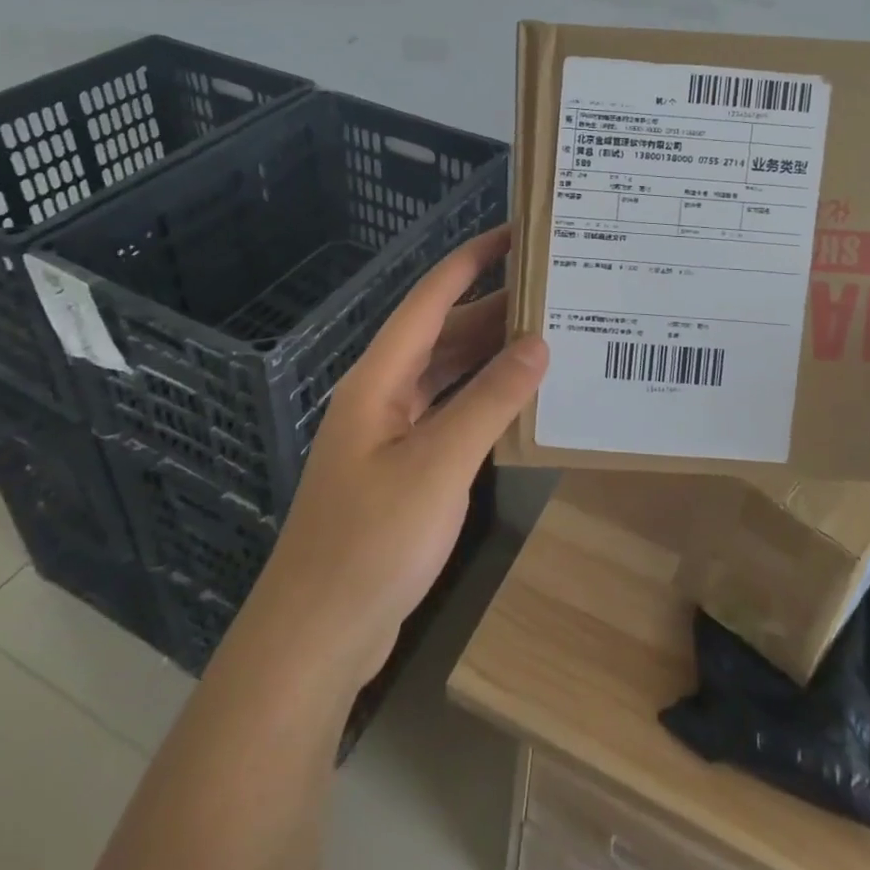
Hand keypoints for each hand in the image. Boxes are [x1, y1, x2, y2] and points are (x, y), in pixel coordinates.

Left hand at [237, 225, 548, 690]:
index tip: (513, 233)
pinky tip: (520, 402)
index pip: (429, 300)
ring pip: (447, 376)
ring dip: (490, 356)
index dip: (469, 261)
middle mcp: (383, 395)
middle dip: (492, 308)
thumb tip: (538, 343)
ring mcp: (390, 433)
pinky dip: (483, 400)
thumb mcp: (439, 465)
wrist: (318, 636)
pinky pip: (449, 414)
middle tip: (552, 290)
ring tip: (548, 336)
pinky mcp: (402, 468)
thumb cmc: (371, 542)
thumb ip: (489, 401)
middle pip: (442, 335)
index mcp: (379, 379)